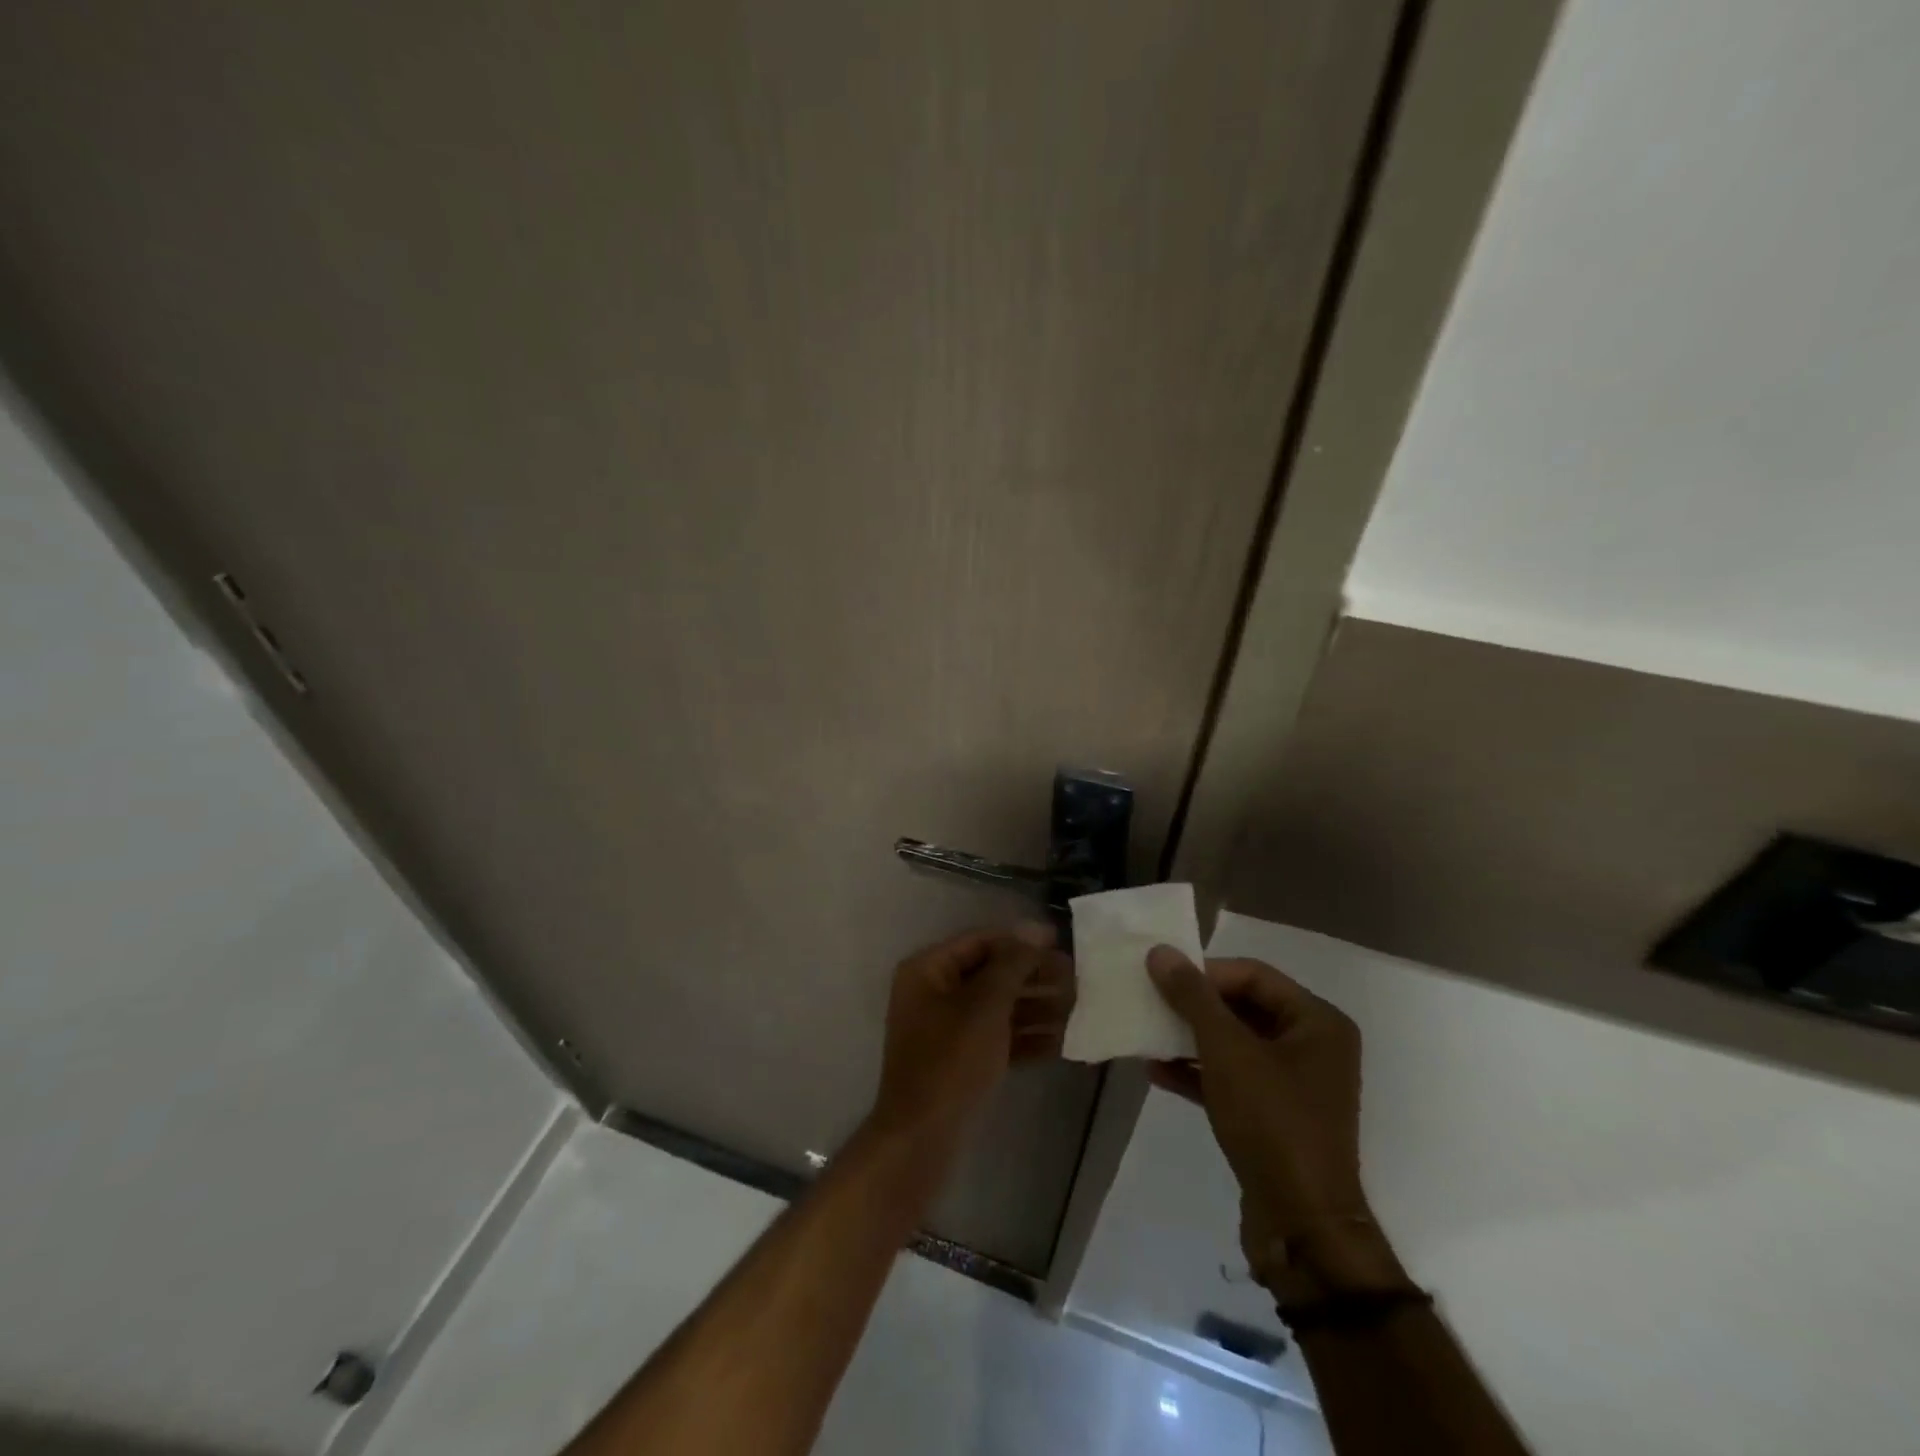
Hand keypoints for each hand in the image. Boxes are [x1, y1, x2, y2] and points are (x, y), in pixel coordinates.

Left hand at [868, 924, 1074, 1145]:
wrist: (921, 1139)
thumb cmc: (950, 1060)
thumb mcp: (985, 1005)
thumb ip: (1013, 964)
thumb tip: (1037, 930)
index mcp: (928, 970)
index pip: (980, 942)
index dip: (1020, 941)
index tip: (1061, 944)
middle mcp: (935, 993)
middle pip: (991, 974)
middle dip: (1034, 976)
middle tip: (1077, 980)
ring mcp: (947, 1029)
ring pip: (998, 1008)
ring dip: (1037, 1007)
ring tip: (1079, 1009)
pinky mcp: (961, 1061)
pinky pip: (998, 1038)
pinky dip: (1027, 1038)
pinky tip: (1064, 1042)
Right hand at [1148, 947, 1403, 1293]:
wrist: (1301, 1226)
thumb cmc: (1272, 1122)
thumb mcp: (1226, 1051)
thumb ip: (1192, 997)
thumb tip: (1161, 951)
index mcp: (1317, 1022)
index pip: (1253, 975)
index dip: (1204, 973)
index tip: (1161, 978)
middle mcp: (1312, 1046)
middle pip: (1242, 1007)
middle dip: (1193, 1007)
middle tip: (1150, 1001)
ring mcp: (1294, 1084)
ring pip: (1233, 1044)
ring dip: (1189, 1039)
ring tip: (1147, 1034)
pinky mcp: (1274, 1116)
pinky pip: (1232, 1078)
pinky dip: (1197, 1073)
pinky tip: (1156, 1072)